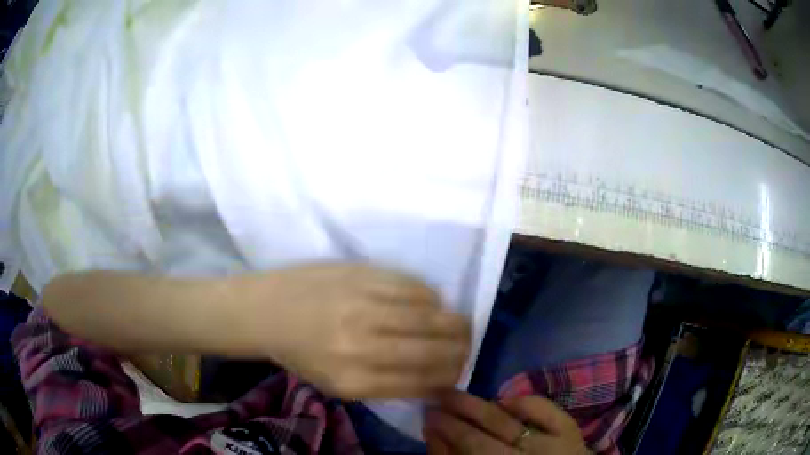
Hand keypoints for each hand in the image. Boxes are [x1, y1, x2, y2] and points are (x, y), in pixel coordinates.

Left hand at [239, 264, 470, 399]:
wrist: (267, 309)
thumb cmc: (301, 353)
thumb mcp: (339, 385)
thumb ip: (387, 385)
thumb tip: (433, 380)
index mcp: (355, 381)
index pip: (423, 382)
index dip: (449, 378)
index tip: (455, 373)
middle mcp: (364, 346)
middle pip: (436, 350)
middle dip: (461, 351)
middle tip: (465, 347)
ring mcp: (365, 306)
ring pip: (433, 316)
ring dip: (453, 323)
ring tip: (455, 325)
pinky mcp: (364, 275)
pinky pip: (416, 287)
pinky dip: (430, 299)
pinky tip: (429, 304)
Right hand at [424, 391, 588, 453]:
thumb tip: (433, 430)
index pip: (471, 445)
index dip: (448, 428)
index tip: (429, 413)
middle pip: (489, 432)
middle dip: (460, 411)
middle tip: (439, 396)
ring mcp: (552, 443)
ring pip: (513, 420)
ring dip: (484, 406)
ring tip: (463, 398)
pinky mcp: (570, 430)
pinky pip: (544, 408)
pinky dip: (522, 401)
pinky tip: (504, 401)